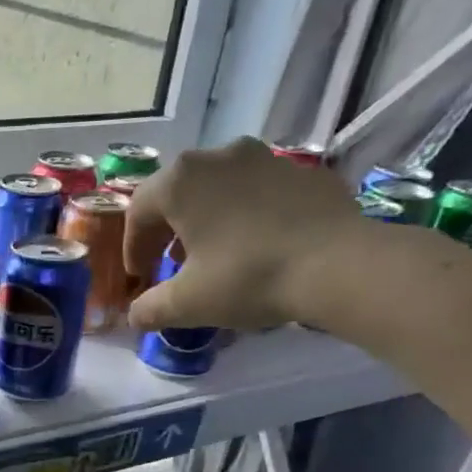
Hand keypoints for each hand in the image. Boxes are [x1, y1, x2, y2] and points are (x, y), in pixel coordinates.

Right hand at [123, 136, 367, 330]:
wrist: (338, 264)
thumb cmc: (247, 277)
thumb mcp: (188, 303)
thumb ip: (151, 308)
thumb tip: (136, 316)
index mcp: (181, 181)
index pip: (139, 210)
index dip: (134, 246)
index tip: (140, 275)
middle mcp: (219, 156)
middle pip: (179, 192)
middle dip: (169, 229)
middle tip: (171, 263)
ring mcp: (265, 158)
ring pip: (220, 187)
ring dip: (208, 218)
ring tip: (214, 253)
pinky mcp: (303, 171)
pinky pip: (260, 191)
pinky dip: (247, 214)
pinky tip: (258, 245)